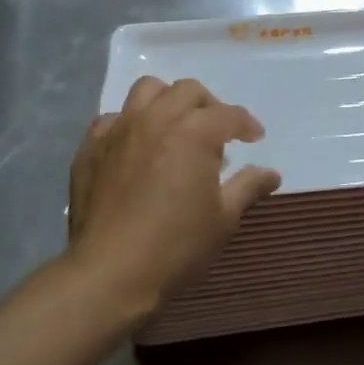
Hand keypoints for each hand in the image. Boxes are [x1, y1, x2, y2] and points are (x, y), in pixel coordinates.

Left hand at [66, 76, 280, 321]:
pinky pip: (113, 118)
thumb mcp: (223, 219)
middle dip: (208, 105)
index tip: (255, 138)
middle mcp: (157, 118)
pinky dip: (130, 124)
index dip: (246, 124)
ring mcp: (119, 129)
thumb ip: (248, 187)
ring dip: (167, 101)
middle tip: (216, 132)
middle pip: (188, 91)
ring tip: (175, 126)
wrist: (109, 274)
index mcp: (194, 132)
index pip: (228, 114)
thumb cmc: (176, 247)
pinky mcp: (91, 147)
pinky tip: (136, 147)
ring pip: (147, 90)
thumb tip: (272, 173)